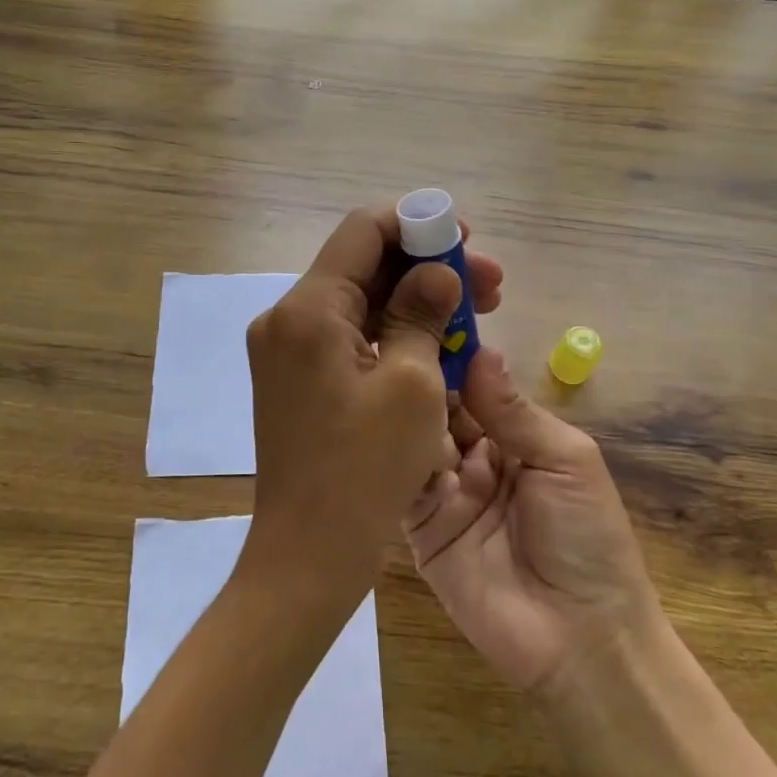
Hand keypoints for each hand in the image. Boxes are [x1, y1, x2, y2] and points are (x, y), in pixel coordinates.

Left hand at [242, 205, 503, 607]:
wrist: (308, 553)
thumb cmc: (365, 469)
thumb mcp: (412, 383)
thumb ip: (423, 314)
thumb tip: (438, 273)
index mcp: (307, 308)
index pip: (362, 231)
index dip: (417, 224)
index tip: (464, 239)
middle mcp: (286, 318)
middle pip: (362, 265)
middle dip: (426, 267)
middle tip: (489, 282)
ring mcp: (286, 350)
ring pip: (358, 302)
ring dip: (414, 300)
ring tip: (479, 312)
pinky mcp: (296, 378)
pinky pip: (348, 336)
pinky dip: (391, 332)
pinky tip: (439, 343)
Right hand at [404, 348, 658, 691]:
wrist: (582, 639)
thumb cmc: (588, 538)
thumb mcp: (566, 460)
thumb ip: (515, 410)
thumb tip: (480, 350)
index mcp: (511, 434)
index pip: (471, 383)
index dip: (451, 354)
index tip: (421, 317)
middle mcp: (471, 455)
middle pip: (436, 406)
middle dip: (420, 380)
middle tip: (392, 349)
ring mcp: (441, 490)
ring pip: (412, 438)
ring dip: (406, 417)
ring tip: (390, 391)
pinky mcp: (418, 527)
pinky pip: (399, 485)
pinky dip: (391, 460)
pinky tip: (381, 436)